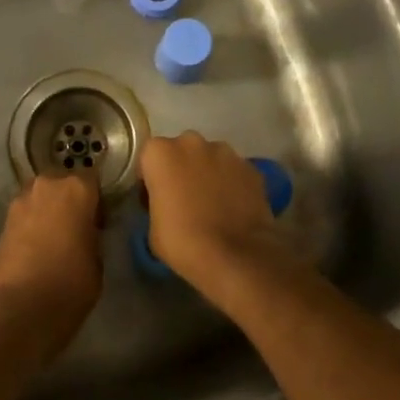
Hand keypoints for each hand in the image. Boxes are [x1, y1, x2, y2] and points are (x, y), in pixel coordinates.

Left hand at [0, 174, 103, 365]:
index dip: (97, 199)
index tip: (100, 220)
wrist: (20, 310)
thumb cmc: (70, 285)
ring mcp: (21, 201)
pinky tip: (36, 248)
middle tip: (77, 228)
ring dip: (49, 210)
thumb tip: (85, 230)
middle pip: (63, 184)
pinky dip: (32, 224)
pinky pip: (26, 214)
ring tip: (55, 239)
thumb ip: (93, 234)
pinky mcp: (2, 220)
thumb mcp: (97, 260)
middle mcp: (47, 185)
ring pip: (42, 197)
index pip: (93, 180)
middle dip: (70, 201)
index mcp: (77, 189)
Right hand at [139, 132, 287, 287]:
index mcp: (160, 152)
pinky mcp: (251, 167)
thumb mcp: (152, 228)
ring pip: (210, 158)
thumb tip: (167, 202)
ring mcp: (225, 152)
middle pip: (181, 151)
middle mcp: (191, 142)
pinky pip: (233, 172)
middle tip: (184, 199)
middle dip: (181, 169)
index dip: (151, 179)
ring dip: (207, 173)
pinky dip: (232, 183)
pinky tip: (233, 208)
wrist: (236, 257)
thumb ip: (156, 202)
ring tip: (212, 205)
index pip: (148, 158)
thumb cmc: (184, 242)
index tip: (155, 199)